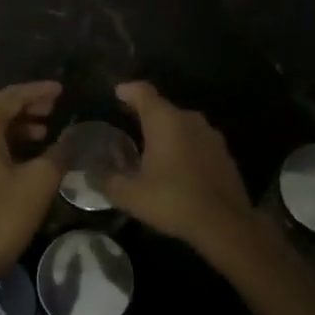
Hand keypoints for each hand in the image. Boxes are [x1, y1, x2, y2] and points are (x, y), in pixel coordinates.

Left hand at [0, 81, 63, 289]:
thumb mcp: (38, 183)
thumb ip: (58, 153)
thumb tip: (71, 137)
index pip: (10, 96)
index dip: (37, 91)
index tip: (60, 90)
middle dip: (25, 105)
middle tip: (52, 108)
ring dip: (15, 126)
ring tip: (43, 132)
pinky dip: (3, 143)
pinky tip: (22, 159)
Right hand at [104, 82, 257, 252]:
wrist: (226, 224)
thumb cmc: (174, 201)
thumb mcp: (131, 195)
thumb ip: (107, 181)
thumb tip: (89, 174)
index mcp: (165, 120)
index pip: (142, 91)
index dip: (127, 90)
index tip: (116, 92)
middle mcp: (188, 119)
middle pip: (162, 107)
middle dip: (144, 113)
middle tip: (127, 124)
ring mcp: (210, 134)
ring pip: (181, 124)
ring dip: (165, 132)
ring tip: (150, 148)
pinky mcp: (223, 152)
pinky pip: (196, 140)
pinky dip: (182, 146)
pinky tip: (176, 166)